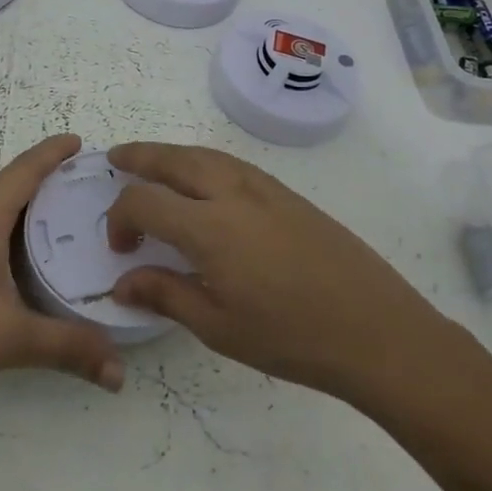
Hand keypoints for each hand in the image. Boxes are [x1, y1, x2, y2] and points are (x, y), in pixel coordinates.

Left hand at [0, 134, 124, 404]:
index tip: (78, 142)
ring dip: (0, 198)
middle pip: (5, 187)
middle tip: (73, 200)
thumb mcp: (12, 339)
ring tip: (29, 208)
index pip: (28, 171)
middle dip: (39, 185)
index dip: (54, 154)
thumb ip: (68, 348)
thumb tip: (120, 373)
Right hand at [105, 142, 455, 401]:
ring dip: (171, 153)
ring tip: (152, 163)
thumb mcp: (218, 327)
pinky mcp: (287, 193)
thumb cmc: (291, 337)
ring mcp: (264, 187)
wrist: (375, 328)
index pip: (144, 201)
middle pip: (173, 158)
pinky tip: (204, 181)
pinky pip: (232, 162)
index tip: (122, 249)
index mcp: (208, 227)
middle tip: (116, 158)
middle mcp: (231, 193)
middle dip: (139, 156)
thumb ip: (165, 294)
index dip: (121, 219)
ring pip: (204, 153)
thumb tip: (123, 282)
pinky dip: (204, 160)